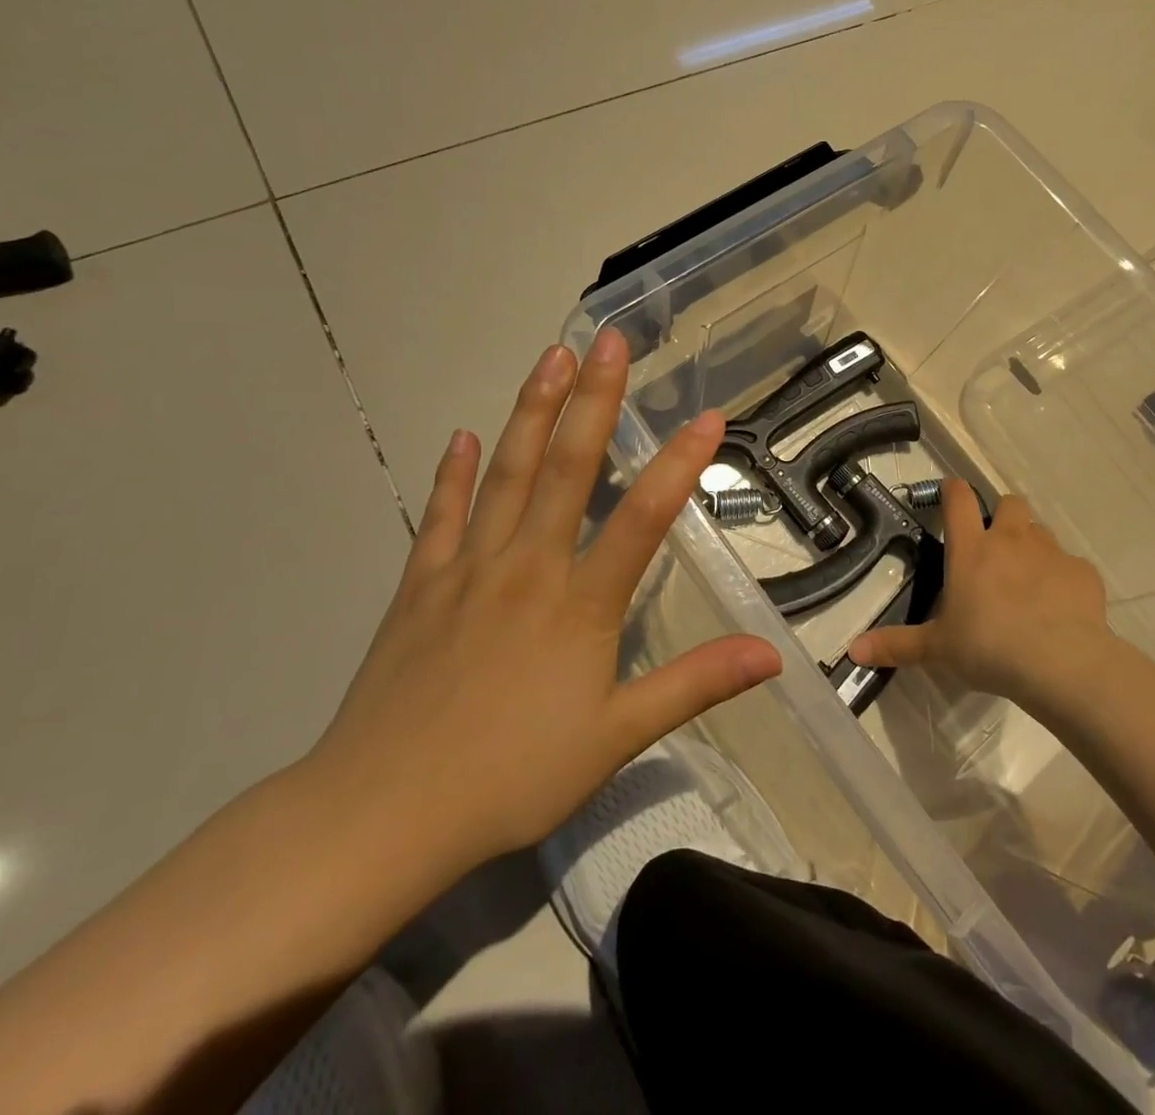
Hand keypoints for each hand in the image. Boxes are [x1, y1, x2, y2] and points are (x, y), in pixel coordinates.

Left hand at [301, 329, 781, 893]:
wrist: (382, 814)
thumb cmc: (512, 776)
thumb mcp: (618, 738)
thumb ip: (695, 685)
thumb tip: (772, 655)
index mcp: (579, 603)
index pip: (642, 517)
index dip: (680, 464)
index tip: (709, 416)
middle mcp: (527, 567)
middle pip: (566, 468)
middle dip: (594, 400)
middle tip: (608, 339)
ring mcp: (468, 569)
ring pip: (505, 473)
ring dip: (531, 411)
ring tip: (551, 357)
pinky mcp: (420, 586)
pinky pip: (439, 516)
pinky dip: (453, 474)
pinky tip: (460, 436)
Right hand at [848, 481, 1109, 704]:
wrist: (1061, 664)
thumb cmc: (989, 648)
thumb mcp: (938, 649)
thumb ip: (897, 645)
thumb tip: (852, 649)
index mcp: (972, 550)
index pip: (959, 499)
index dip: (953, 490)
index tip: (950, 494)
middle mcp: (1011, 540)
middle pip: (1010, 503)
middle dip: (1003, 515)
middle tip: (995, 547)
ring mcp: (1051, 553)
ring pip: (1041, 532)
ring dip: (1032, 546)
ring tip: (1028, 582)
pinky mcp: (1083, 573)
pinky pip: (1071, 566)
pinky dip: (1064, 580)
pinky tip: (1060, 609)